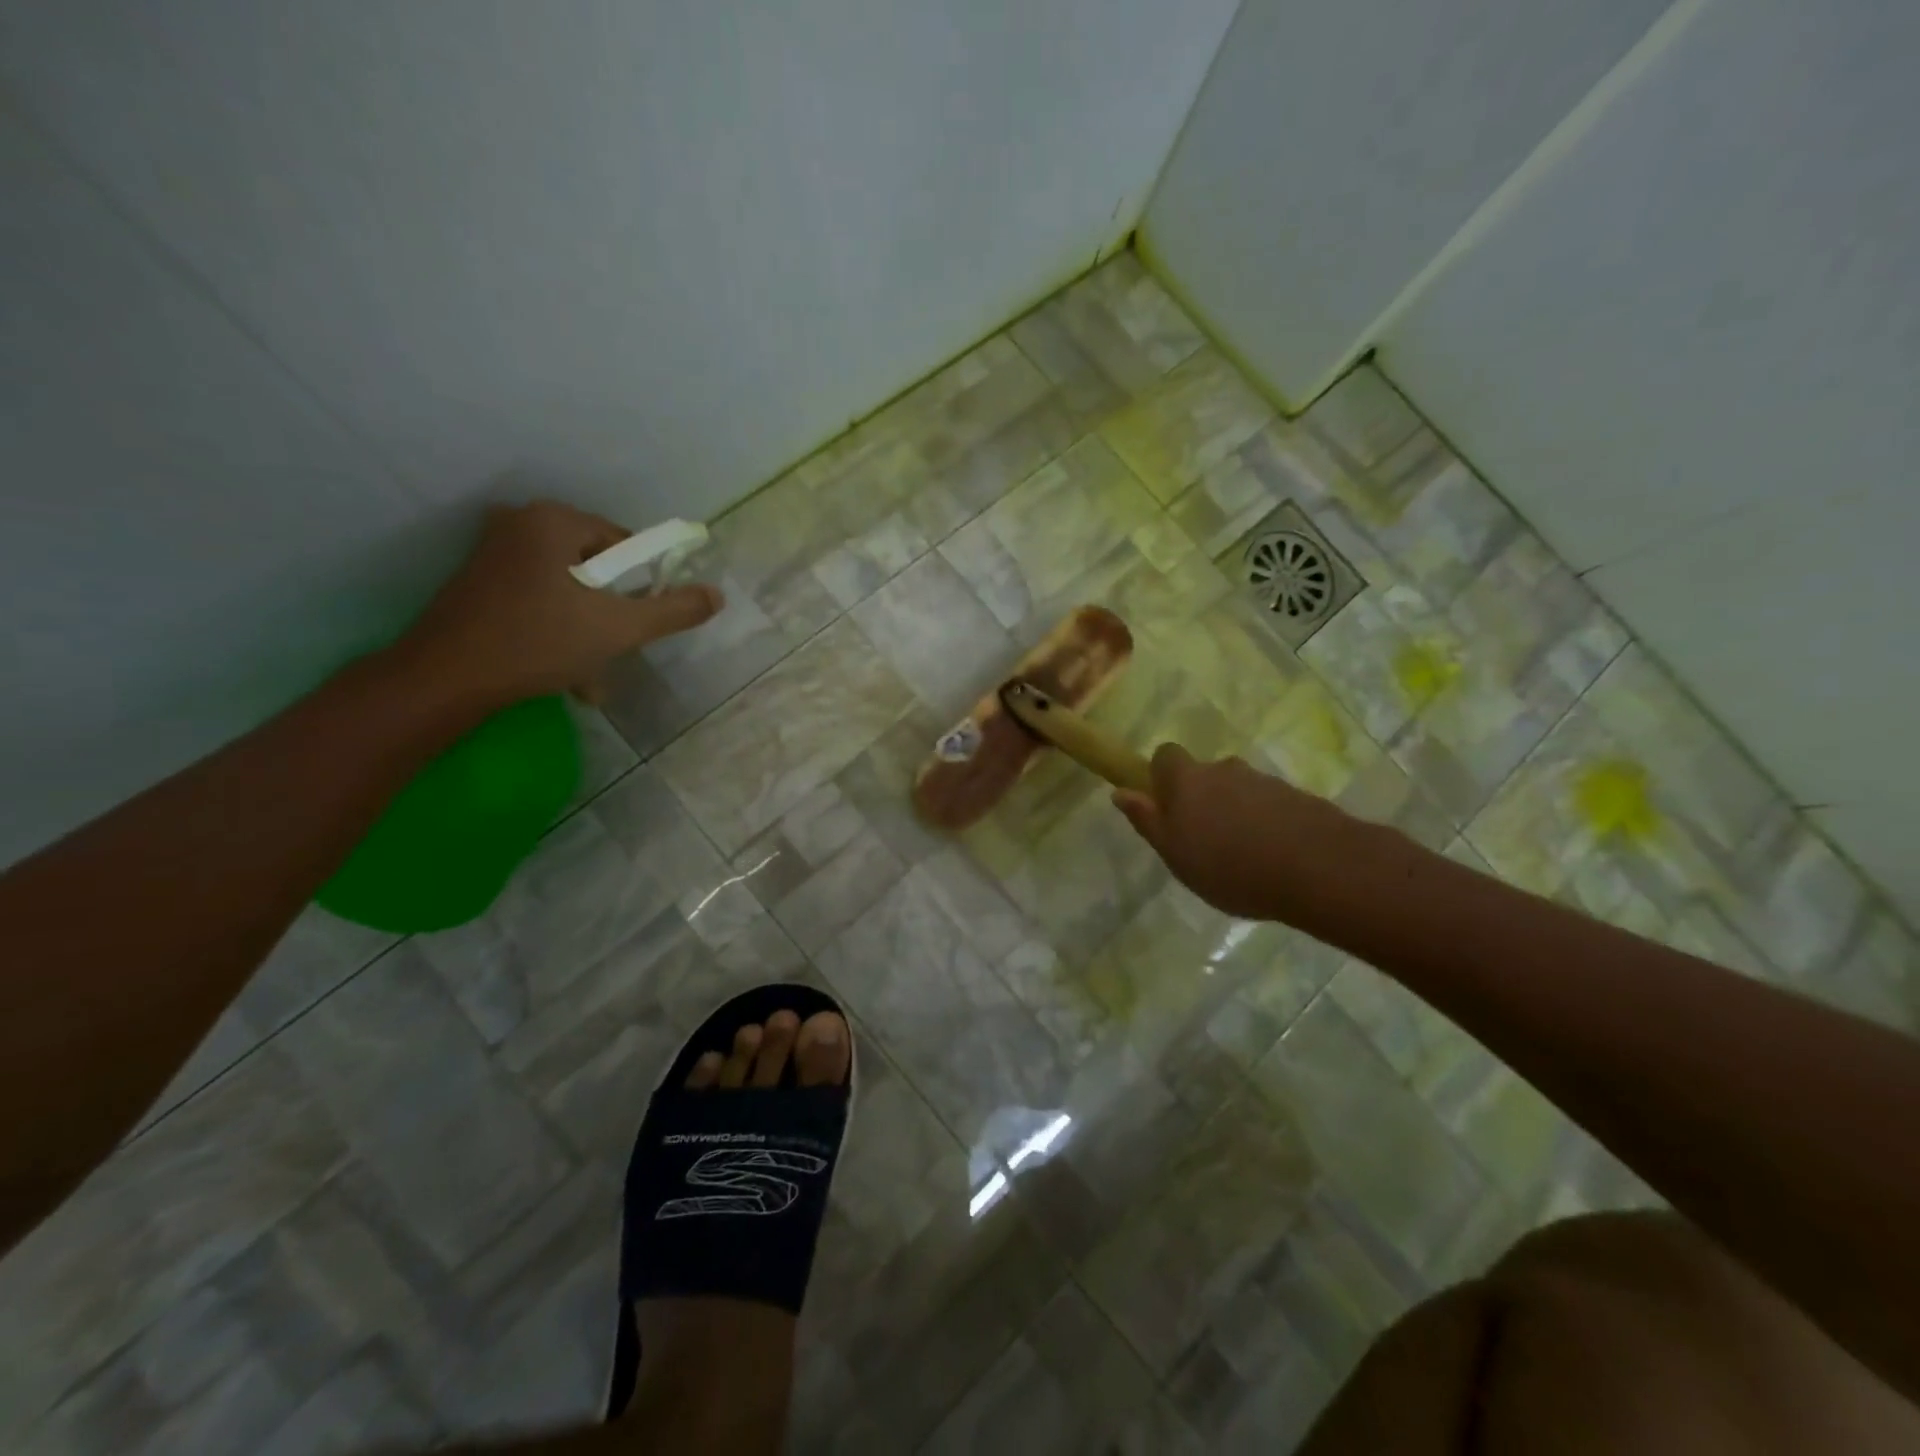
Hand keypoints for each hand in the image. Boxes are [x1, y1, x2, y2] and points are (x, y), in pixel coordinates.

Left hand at [393, 501, 723, 709]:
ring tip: (590, 675)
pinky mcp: (479, 581)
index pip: (624, 543)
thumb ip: (673, 610)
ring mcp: (494, 551)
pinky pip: (539, 599)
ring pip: (568, 589)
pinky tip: (563, 671)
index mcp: (554, 520)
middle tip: (615, 651)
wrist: (446, 678)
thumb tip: (717, 595)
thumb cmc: (538, 642)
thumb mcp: (619, 628)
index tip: (639, 622)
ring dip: (588, 629)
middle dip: (611, 614)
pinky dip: (557, 629)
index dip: (643, 584)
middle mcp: (521, 523)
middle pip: (596, 567)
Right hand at [1113, 743, 1389, 928]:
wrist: (1316, 867)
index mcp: (1187, 779)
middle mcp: (1224, 769)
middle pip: (1204, 774)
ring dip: (1235, 812)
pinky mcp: (1297, 797)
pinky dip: (1265, 823)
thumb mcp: (1174, 852)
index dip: (1161, 776)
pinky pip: (1269, 805)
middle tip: (1203, 839)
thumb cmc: (1228, 865)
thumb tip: (1120, 792)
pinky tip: (1272, 857)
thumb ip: (1147, 820)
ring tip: (1242, 855)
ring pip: (1238, 790)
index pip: (1165, 755)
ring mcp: (1264, 781)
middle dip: (1201, 798)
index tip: (1165, 806)